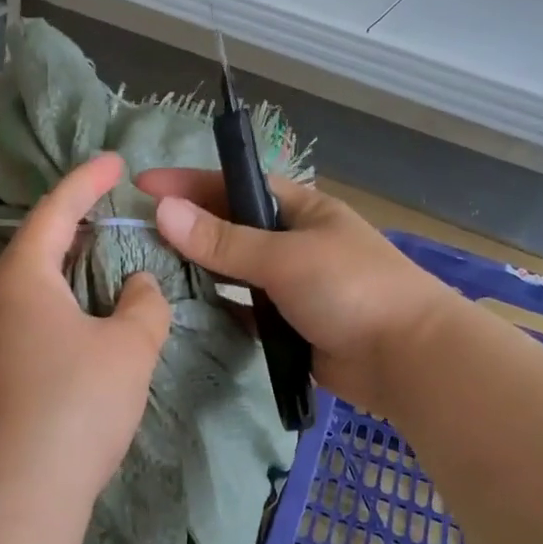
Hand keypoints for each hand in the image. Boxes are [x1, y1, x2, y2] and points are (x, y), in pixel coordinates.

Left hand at [0, 153, 171, 515]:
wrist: (18, 497)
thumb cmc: (77, 405)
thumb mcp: (129, 347)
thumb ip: (144, 304)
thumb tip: (138, 287)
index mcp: (22, 277)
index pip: (56, 210)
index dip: (88, 181)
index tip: (115, 161)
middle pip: (35, 244)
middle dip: (74, 222)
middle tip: (111, 211)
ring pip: (28, 283)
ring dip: (65, 265)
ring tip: (100, 260)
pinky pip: (24, 315)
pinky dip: (55, 301)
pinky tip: (79, 319)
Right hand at [136, 169, 456, 415]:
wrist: (407, 360)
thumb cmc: (351, 289)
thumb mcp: (284, 257)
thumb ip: (223, 240)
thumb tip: (163, 211)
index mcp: (300, 208)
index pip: (235, 185)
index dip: (189, 183)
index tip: (142, 186)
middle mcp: (293, 240)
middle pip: (230, 226)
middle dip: (187, 227)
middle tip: (135, 233)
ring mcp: (290, 284)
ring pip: (233, 269)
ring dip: (198, 268)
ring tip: (147, 270)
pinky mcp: (287, 323)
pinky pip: (242, 308)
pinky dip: (217, 307)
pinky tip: (181, 309)